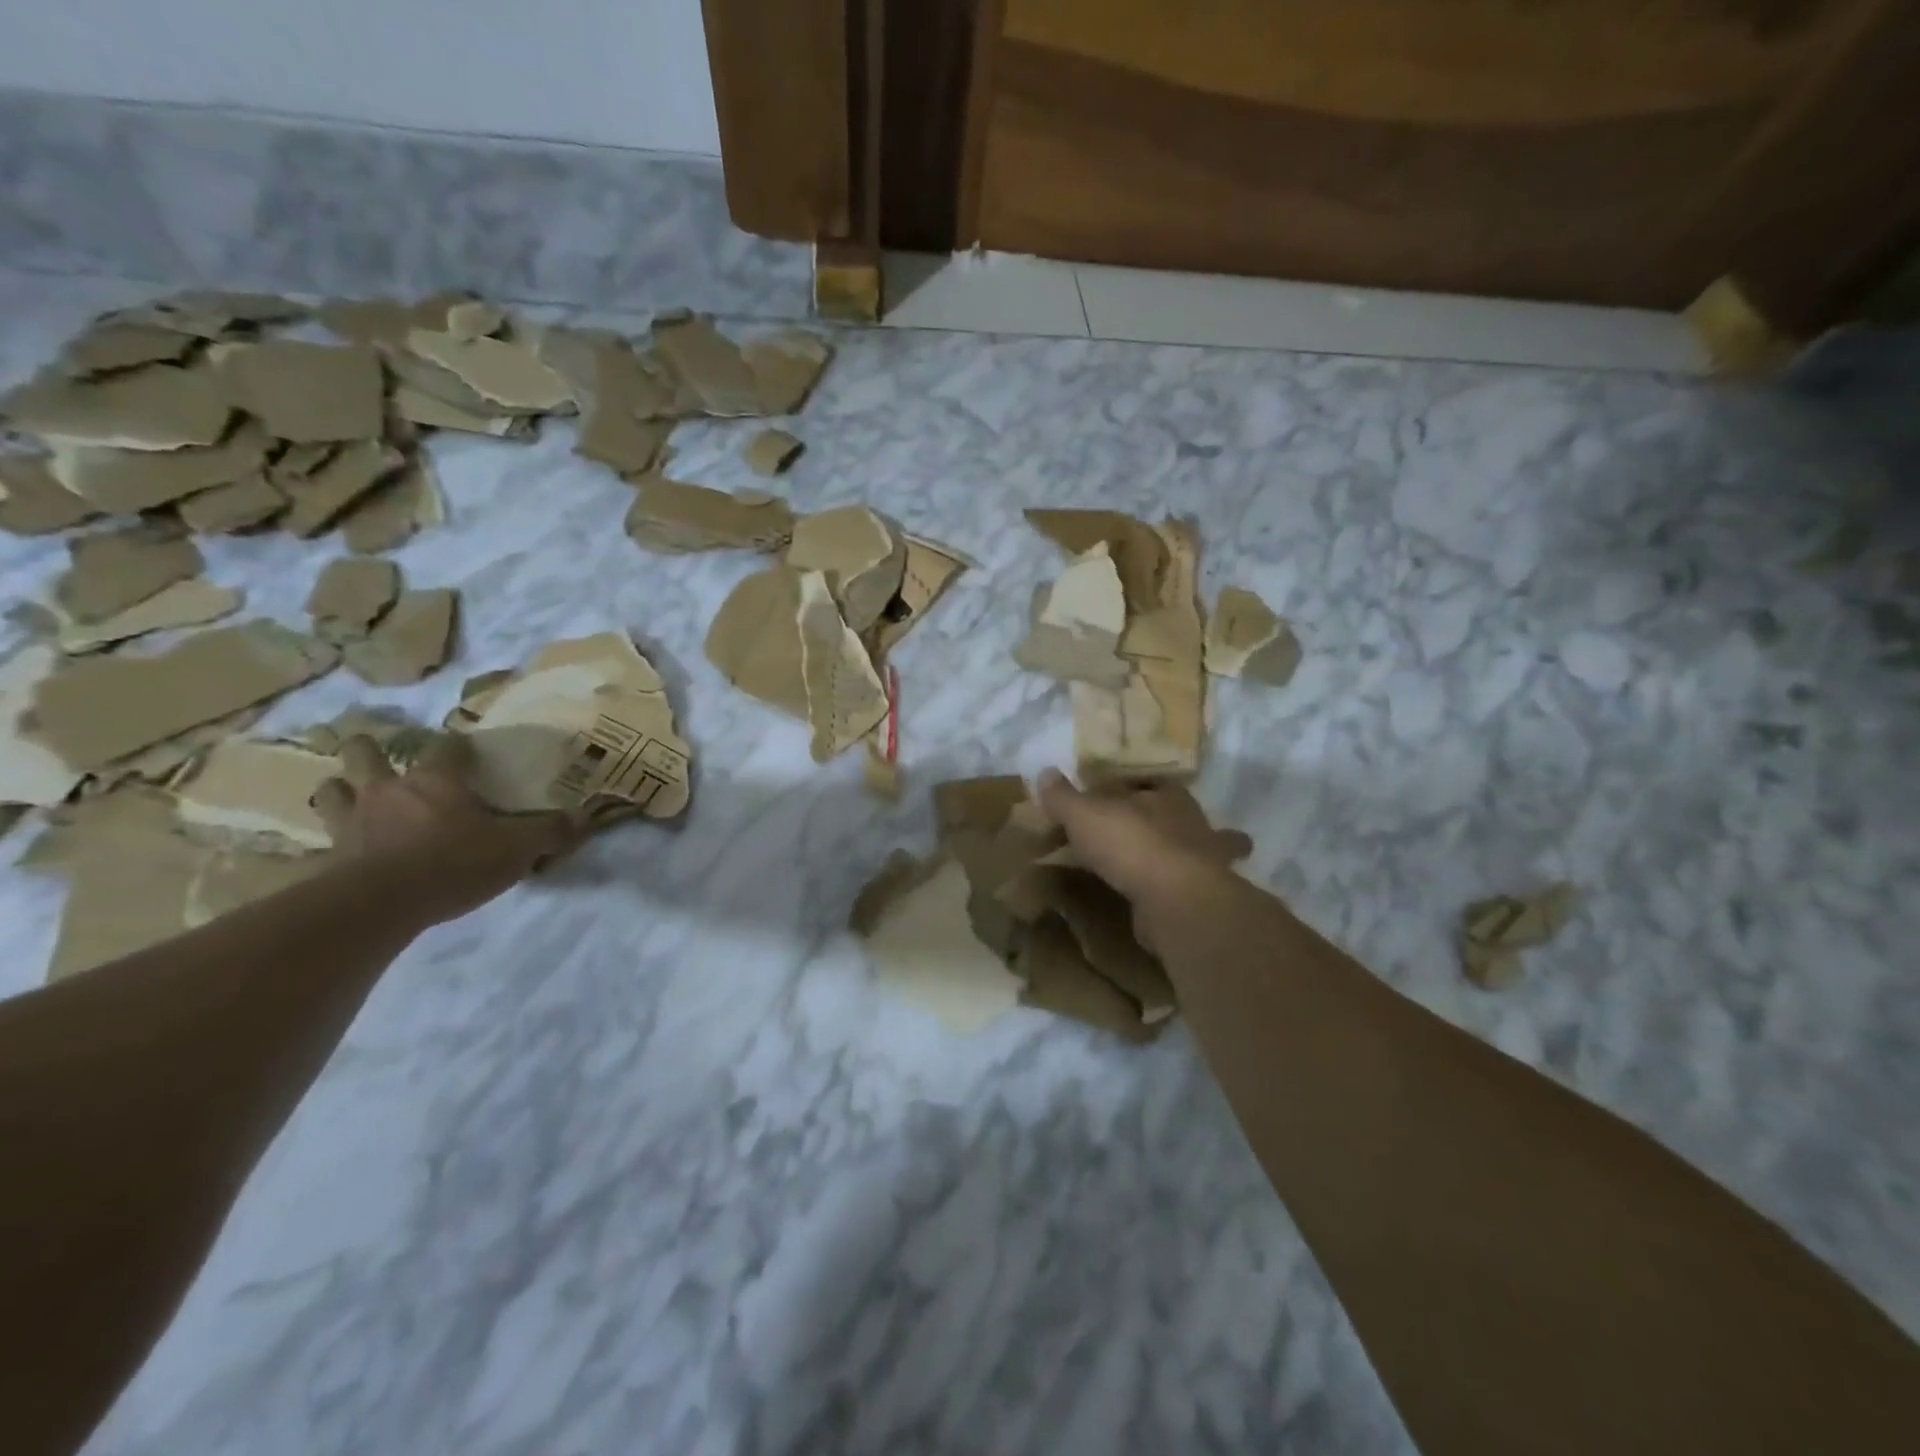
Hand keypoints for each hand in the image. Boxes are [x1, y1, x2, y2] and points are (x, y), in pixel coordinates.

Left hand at [311, 734, 579, 927]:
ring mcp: (350, 822)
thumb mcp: (517, 847)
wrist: (381, 904)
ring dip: (340, 790)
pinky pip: (317, 844)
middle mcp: (388, 791)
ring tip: (350, 797)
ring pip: (331, 790)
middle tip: (381, 758)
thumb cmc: (454, 863)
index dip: (457, 745)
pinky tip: (329, 852)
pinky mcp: (327, 857)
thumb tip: (586, 819)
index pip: (446, 746)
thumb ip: (551, 831)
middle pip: (366, 754)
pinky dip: (323, 844)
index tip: (465, 750)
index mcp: (436, 781)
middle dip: (370, 751)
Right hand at [1035, 769, 1251, 948]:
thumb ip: (1064, 796)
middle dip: (1132, 823)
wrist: (1176, 902)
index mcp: (1166, 793)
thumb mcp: (1084, 815)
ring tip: (1114, 866)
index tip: (1091, 800)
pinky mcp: (1194, 896)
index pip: (1139, 783)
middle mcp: (1188, 822)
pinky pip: (1167, 885)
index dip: (1115, 789)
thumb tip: (1045, 772)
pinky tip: (1134, 895)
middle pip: (1153, 816)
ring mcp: (1196, 861)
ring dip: (1145, 856)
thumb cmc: (1131, 844)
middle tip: (1099, 834)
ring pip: (1165, 851)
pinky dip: (1151, 888)